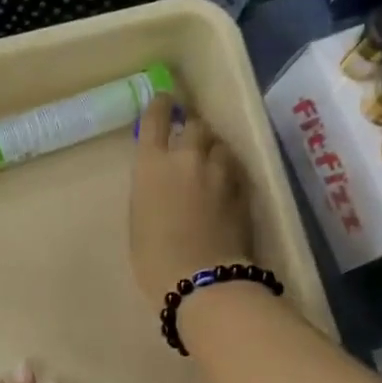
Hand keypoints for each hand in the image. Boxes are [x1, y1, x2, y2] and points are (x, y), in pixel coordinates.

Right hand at [130, 98, 253, 300]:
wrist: (201, 280)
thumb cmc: (154, 259)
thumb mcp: (138, 219)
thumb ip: (150, 189)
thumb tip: (161, 178)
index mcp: (152, 165)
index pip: (156, 117)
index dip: (160, 105)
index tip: (163, 101)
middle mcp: (186, 157)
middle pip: (195, 124)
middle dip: (192, 129)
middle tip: (190, 140)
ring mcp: (219, 171)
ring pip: (219, 144)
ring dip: (213, 149)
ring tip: (210, 164)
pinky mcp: (242, 188)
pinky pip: (234, 167)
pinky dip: (228, 170)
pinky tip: (225, 185)